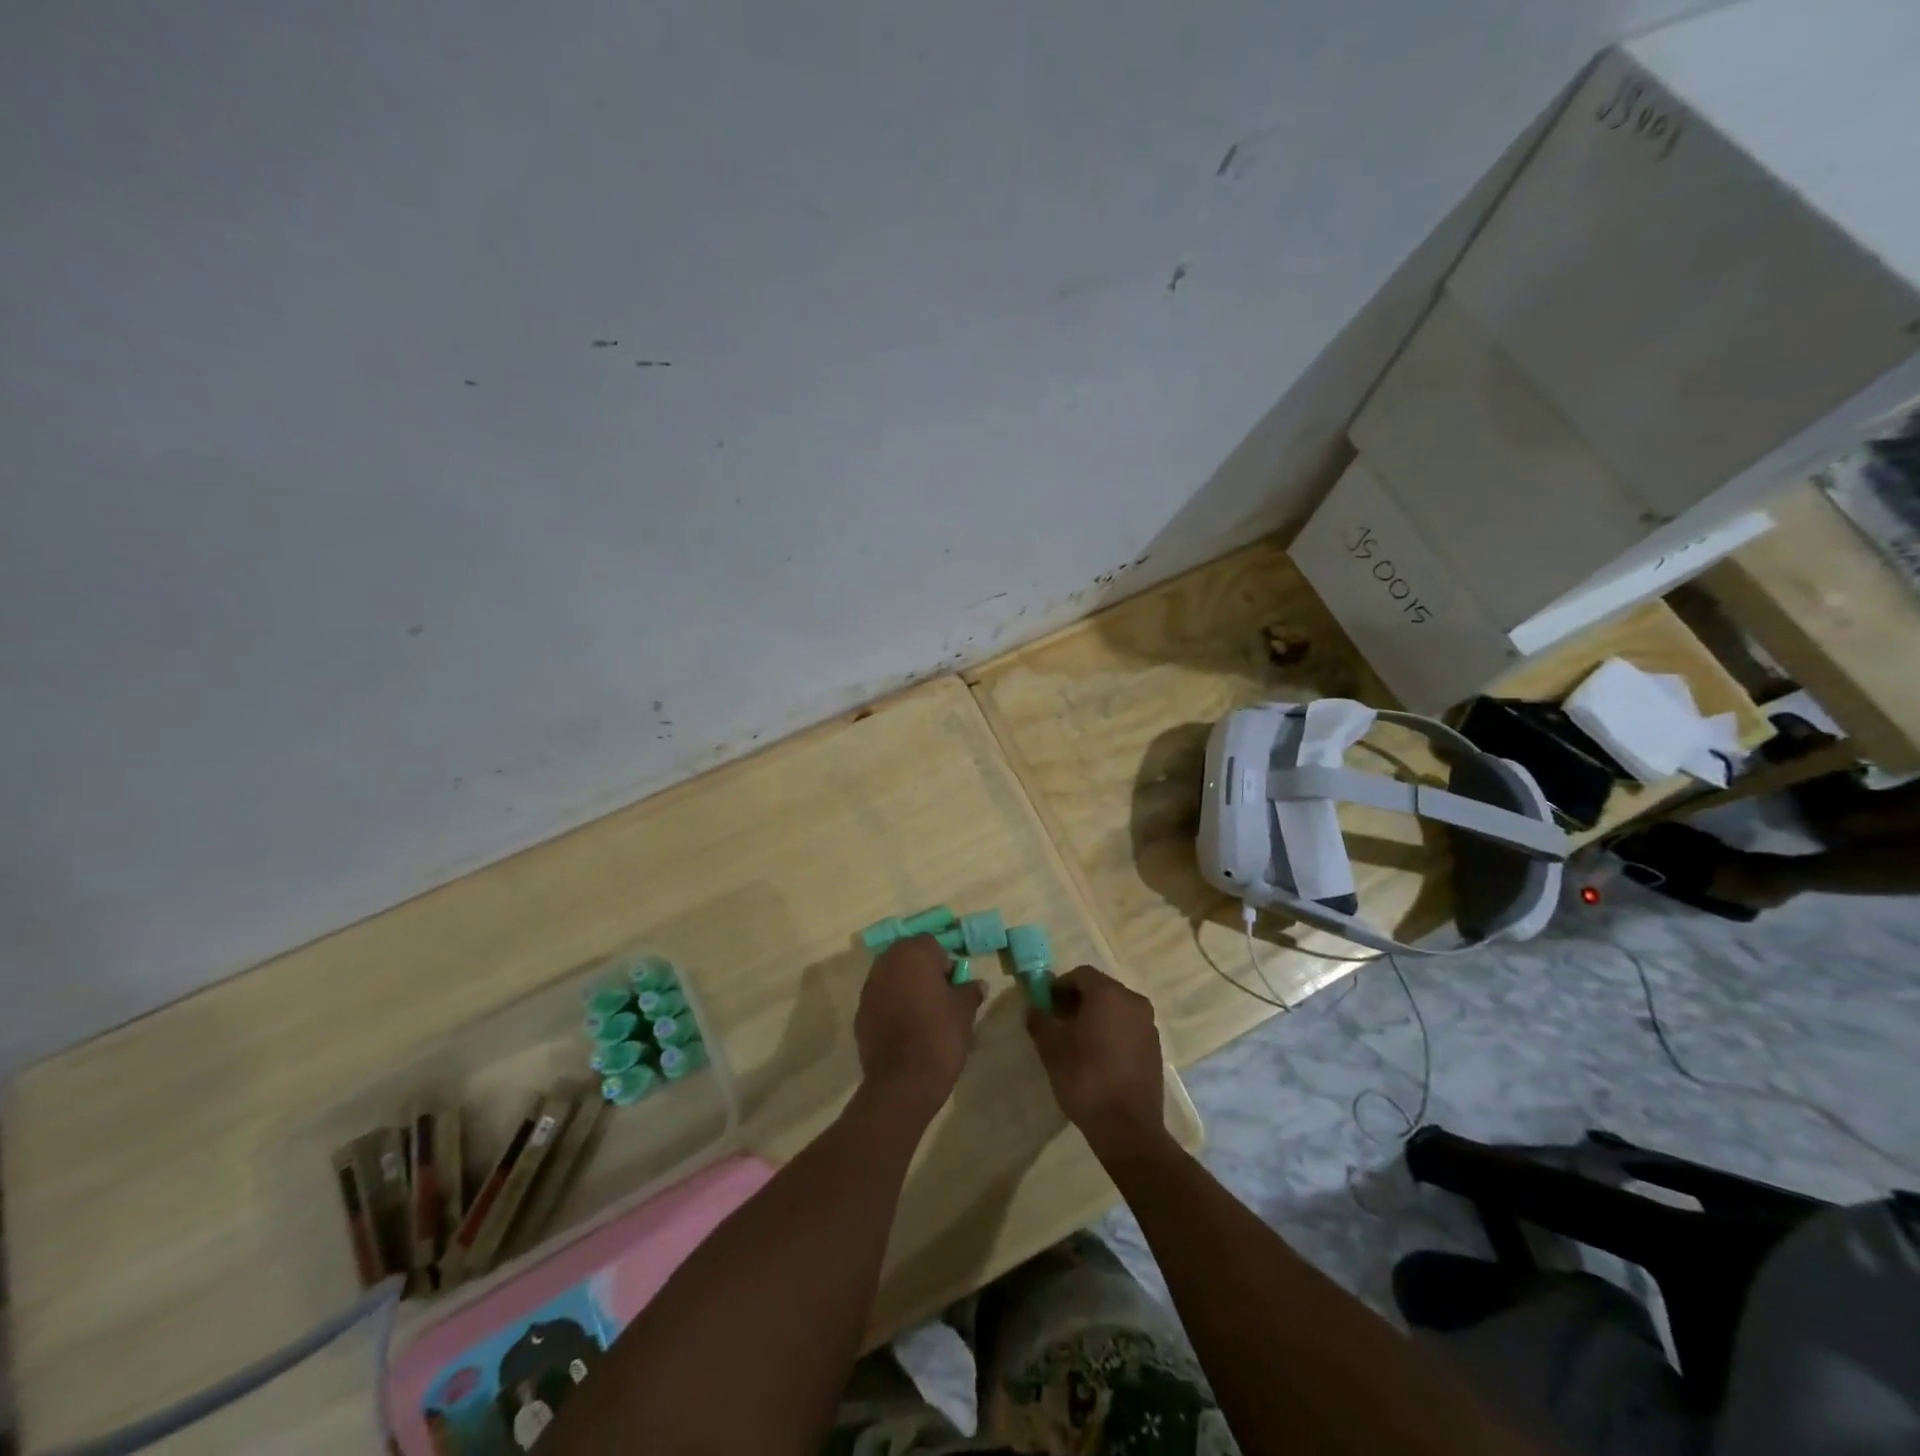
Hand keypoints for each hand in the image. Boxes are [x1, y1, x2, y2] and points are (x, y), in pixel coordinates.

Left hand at [855, 934, 984, 1115]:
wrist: (904, 1080)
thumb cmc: (939, 1035)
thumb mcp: (964, 1011)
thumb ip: (970, 991)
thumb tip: (978, 984)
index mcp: (912, 954)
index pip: (931, 944)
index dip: (944, 962)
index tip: (953, 984)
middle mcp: (886, 963)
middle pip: (907, 957)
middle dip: (922, 970)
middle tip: (939, 995)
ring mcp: (869, 988)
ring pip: (891, 977)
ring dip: (905, 987)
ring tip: (922, 1012)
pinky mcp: (860, 1012)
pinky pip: (880, 999)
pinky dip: (891, 1006)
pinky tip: (905, 1028)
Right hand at [1027, 966, 1166, 1158]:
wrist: (1127, 1128)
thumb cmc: (1085, 1078)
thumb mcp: (1051, 1047)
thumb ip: (1040, 1019)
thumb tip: (1034, 1007)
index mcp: (1109, 994)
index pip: (1080, 975)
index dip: (1059, 986)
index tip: (1046, 1006)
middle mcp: (1134, 1001)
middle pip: (1100, 990)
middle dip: (1077, 1001)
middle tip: (1058, 1023)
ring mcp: (1148, 1026)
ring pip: (1116, 1010)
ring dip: (1096, 1017)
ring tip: (1077, 1043)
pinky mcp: (1155, 1049)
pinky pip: (1128, 1029)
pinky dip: (1112, 1033)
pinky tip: (1098, 1058)